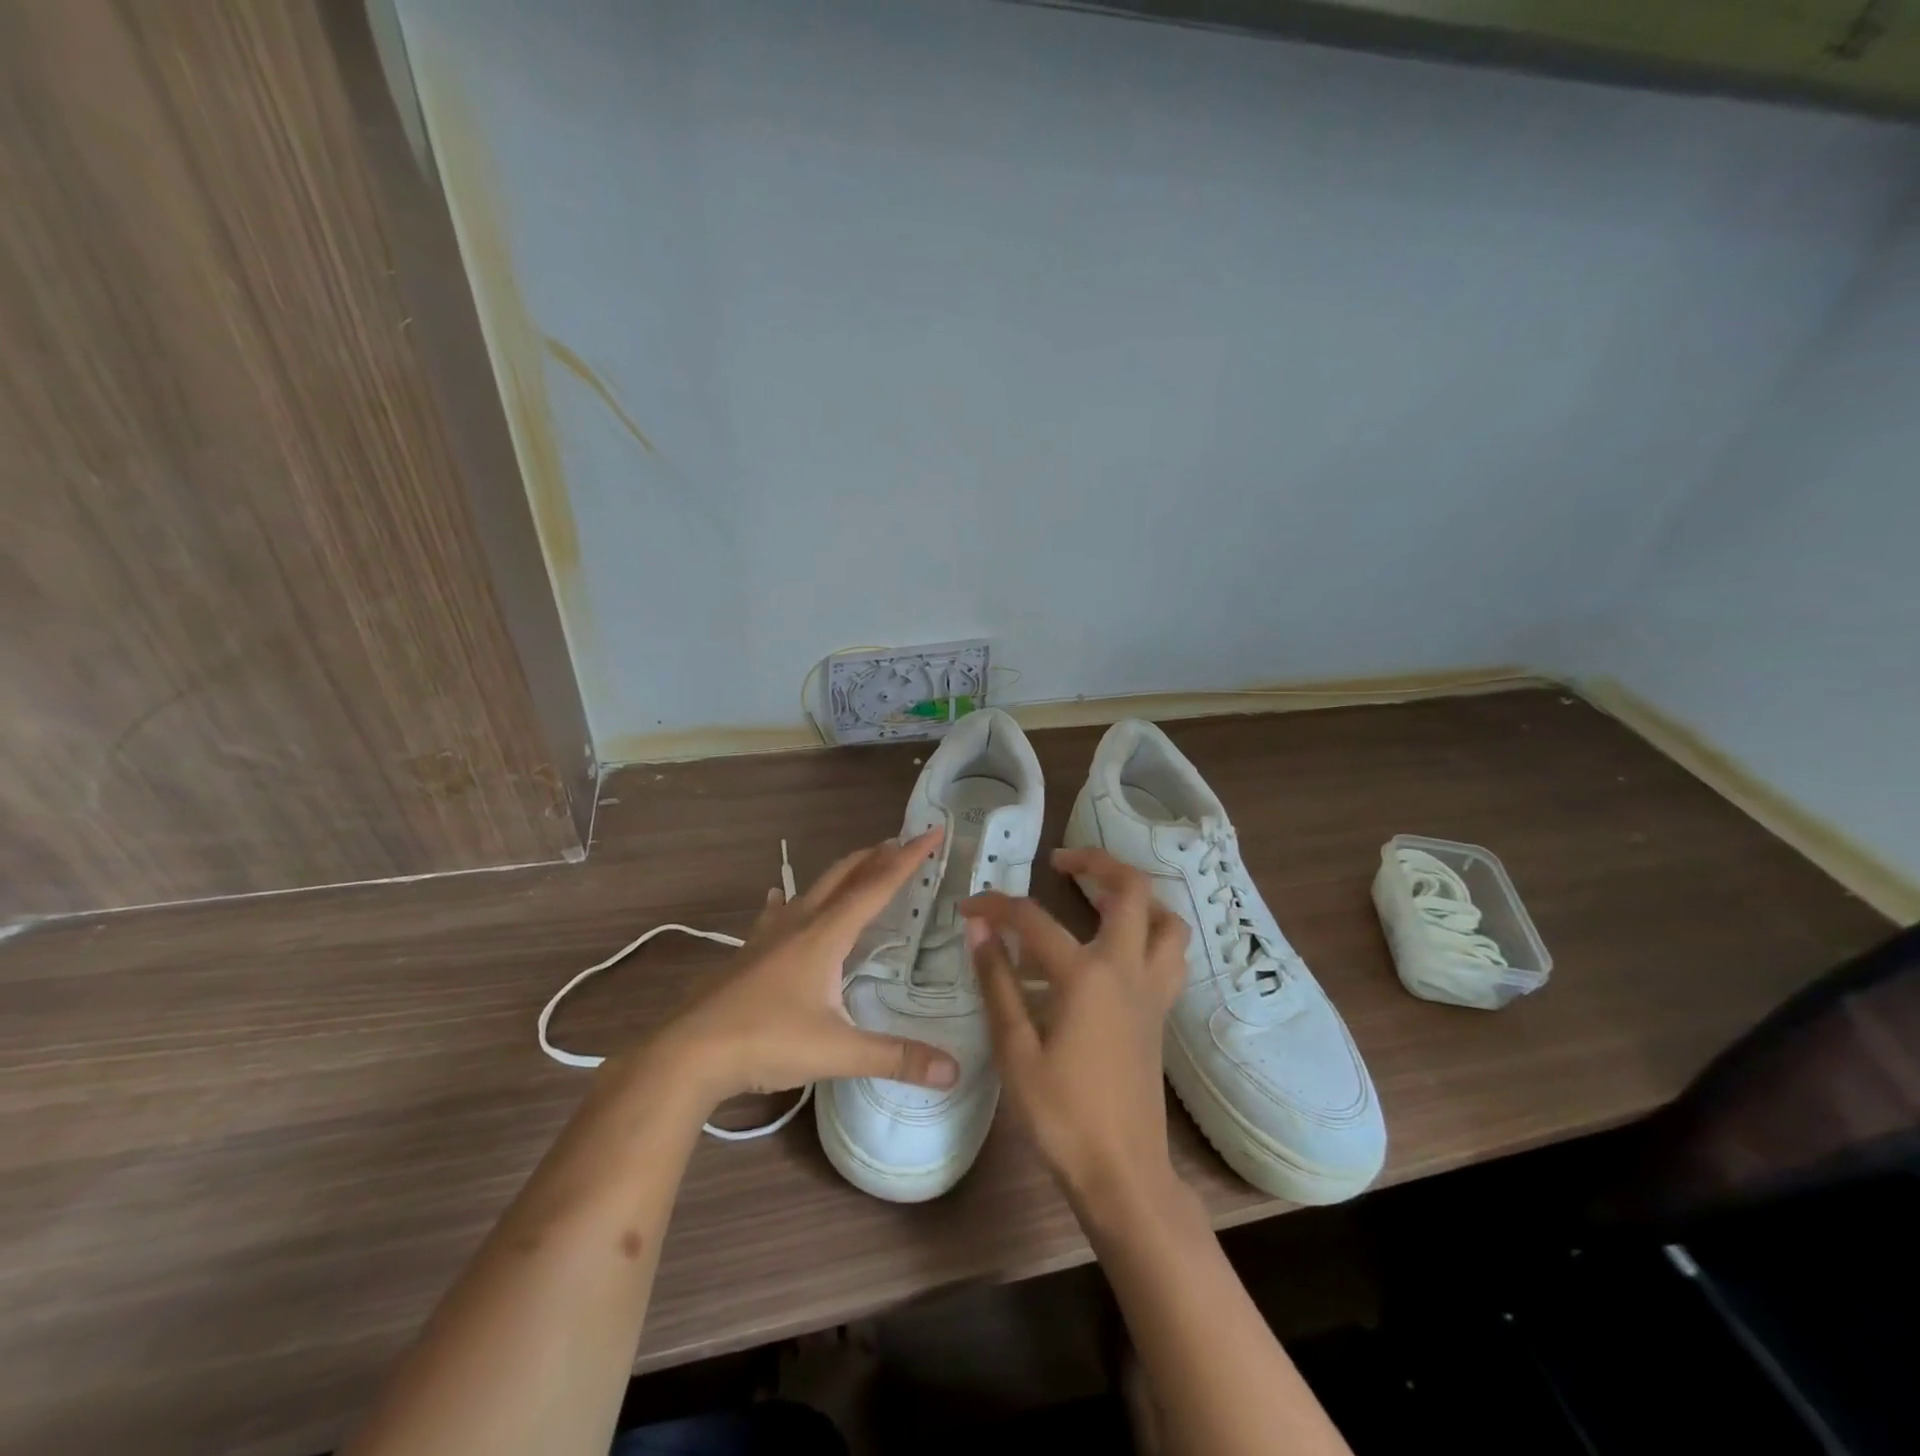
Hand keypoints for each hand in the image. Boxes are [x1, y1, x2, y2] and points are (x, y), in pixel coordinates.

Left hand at [651, 830, 959, 1108]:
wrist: (688, 1053)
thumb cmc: (766, 1041)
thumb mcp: (836, 1051)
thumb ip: (895, 1057)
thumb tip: (955, 1071)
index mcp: (826, 935)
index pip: (877, 886)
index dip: (909, 859)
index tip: (933, 833)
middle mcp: (800, 923)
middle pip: (845, 876)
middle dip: (877, 856)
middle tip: (904, 843)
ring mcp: (769, 935)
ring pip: (813, 888)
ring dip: (843, 873)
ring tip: (861, 866)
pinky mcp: (748, 952)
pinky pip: (778, 913)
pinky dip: (792, 900)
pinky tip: (781, 900)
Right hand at [963, 847, 1189, 1206]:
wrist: (1122, 1172)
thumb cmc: (1062, 1115)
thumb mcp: (1015, 1050)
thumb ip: (997, 982)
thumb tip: (979, 928)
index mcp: (1086, 976)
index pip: (1034, 920)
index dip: (997, 906)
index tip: (969, 907)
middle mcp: (1127, 969)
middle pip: (1131, 890)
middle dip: (1097, 862)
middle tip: (1061, 862)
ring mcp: (1152, 990)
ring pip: (1165, 919)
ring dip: (1135, 895)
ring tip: (1098, 896)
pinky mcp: (1160, 1012)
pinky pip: (1169, 953)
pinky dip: (1149, 930)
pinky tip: (1118, 946)